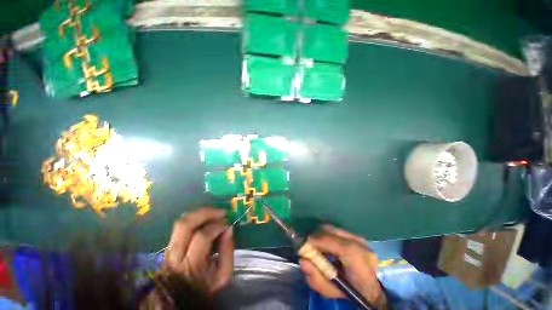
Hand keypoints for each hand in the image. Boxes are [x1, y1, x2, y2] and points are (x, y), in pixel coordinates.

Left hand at [164, 207, 233, 292]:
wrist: (181, 298)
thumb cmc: (205, 287)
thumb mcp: (223, 275)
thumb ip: (228, 251)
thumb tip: (229, 228)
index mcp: (192, 264)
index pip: (203, 236)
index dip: (217, 226)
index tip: (228, 224)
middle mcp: (176, 255)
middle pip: (186, 224)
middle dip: (206, 213)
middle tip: (221, 211)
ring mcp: (169, 249)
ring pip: (180, 222)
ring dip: (200, 212)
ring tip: (214, 211)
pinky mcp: (168, 245)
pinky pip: (180, 225)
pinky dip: (194, 217)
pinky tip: (205, 218)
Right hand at [300, 225, 386, 308]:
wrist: (369, 288)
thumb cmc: (349, 292)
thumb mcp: (331, 292)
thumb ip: (316, 278)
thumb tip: (302, 260)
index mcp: (361, 266)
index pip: (343, 248)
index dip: (322, 242)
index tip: (306, 244)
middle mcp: (362, 247)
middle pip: (334, 232)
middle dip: (317, 236)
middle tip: (308, 246)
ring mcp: (360, 239)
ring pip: (333, 229)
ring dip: (321, 235)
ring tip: (317, 246)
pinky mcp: (355, 235)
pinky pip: (335, 230)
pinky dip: (326, 235)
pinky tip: (325, 245)